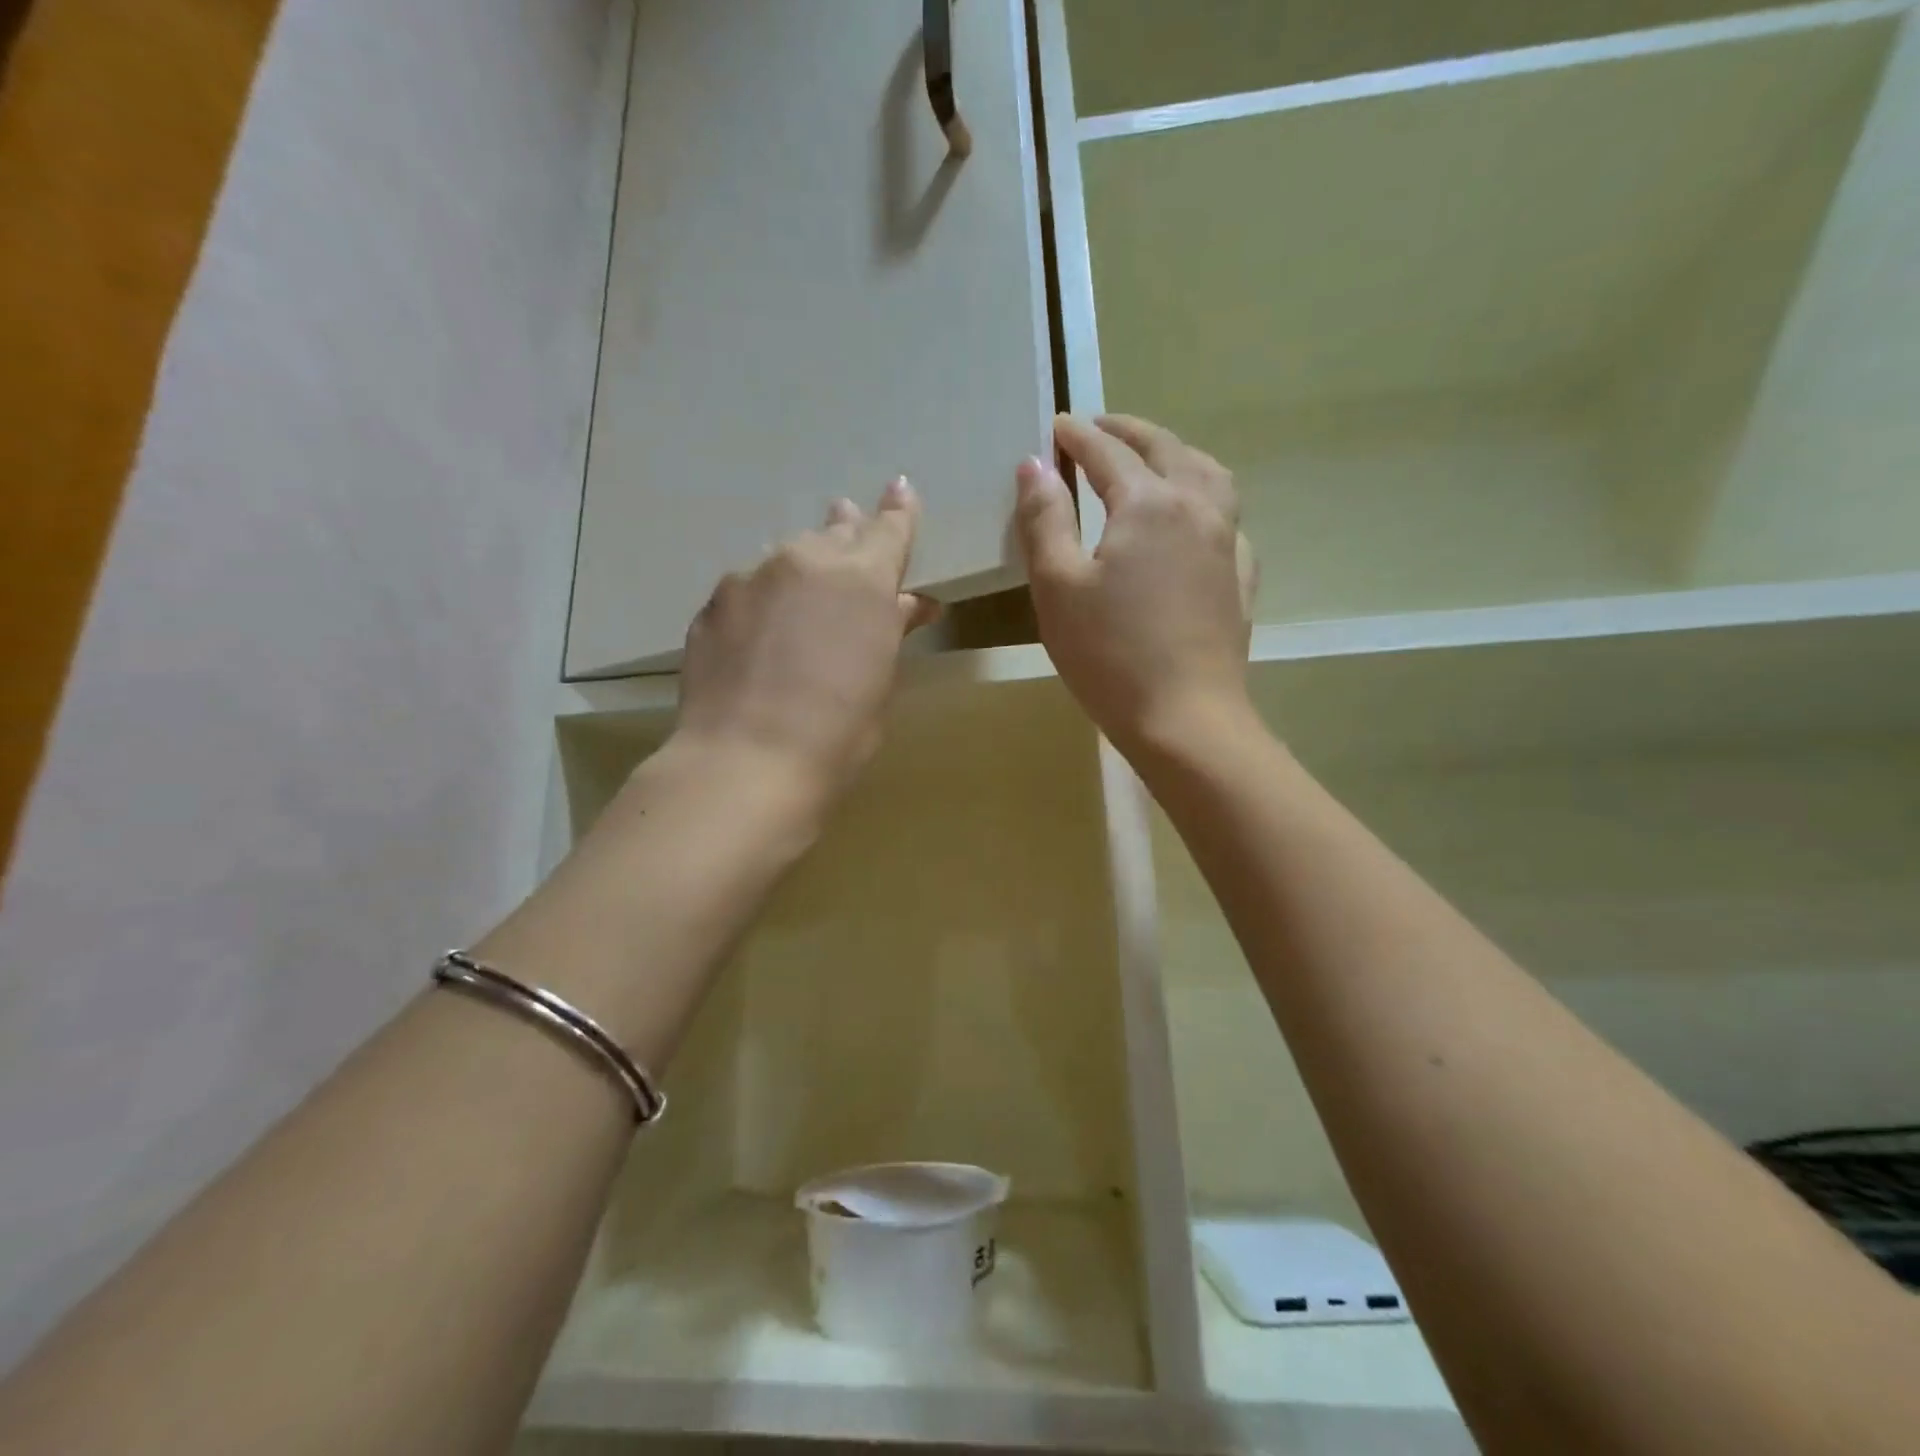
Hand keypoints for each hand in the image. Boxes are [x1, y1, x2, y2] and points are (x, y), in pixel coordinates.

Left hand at [670, 478, 939, 814]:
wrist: (747, 761)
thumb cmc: (838, 732)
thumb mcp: (880, 681)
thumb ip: (891, 630)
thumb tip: (907, 603)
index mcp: (864, 578)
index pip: (889, 528)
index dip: (898, 511)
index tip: (901, 489)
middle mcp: (807, 561)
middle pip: (835, 532)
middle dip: (847, 531)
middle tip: (849, 523)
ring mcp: (753, 577)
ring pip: (787, 558)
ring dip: (802, 567)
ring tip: (802, 591)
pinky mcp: (714, 603)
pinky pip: (750, 588)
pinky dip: (764, 601)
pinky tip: (761, 633)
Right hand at [1016, 413, 1256, 756]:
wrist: (1185, 719)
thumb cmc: (1110, 655)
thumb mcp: (1058, 587)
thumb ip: (1044, 520)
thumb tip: (1035, 465)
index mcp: (1149, 505)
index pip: (1108, 453)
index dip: (1078, 436)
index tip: (1056, 426)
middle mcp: (1196, 508)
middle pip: (1165, 450)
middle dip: (1128, 432)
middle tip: (1098, 429)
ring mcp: (1226, 543)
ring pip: (1208, 474)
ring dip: (1175, 454)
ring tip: (1152, 459)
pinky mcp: (1240, 579)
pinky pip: (1227, 517)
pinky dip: (1205, 499)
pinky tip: (1193, 520)